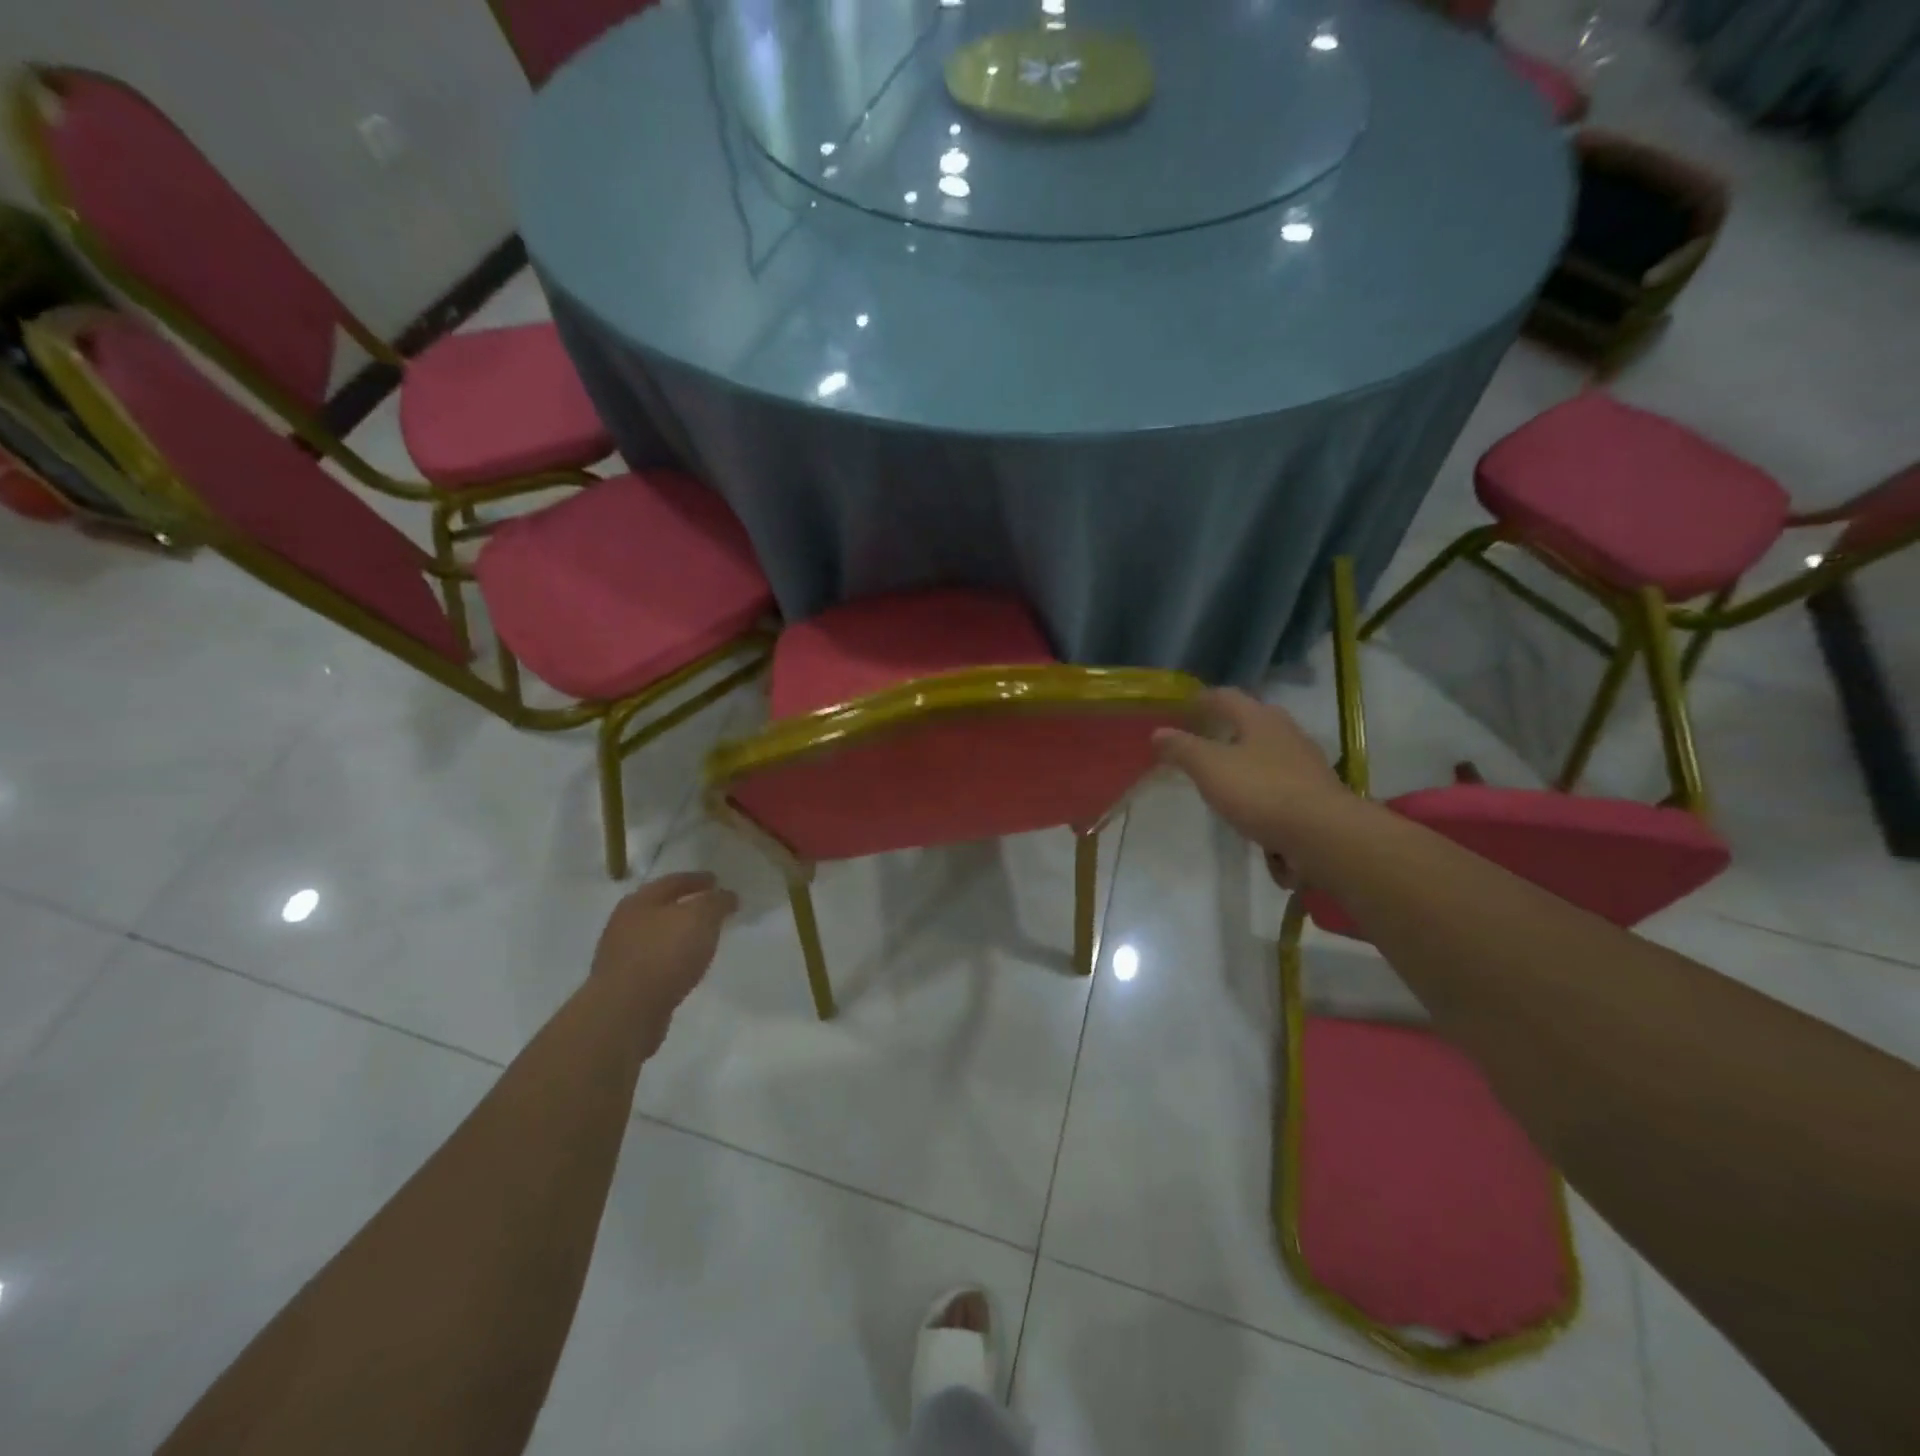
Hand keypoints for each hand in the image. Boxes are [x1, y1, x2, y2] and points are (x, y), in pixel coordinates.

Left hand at [591, 872, 738, 1031]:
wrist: (626, 1011)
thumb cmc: (664, 954)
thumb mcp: (700, 918)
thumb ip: (716, 902)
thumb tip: (727, 896)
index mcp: (640, 900)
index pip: (673, 881)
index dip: (698, 879)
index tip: (717, 881)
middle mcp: (625, 922)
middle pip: (661, 907)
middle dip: (686, 906)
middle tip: (711, 909)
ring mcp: (621, 954)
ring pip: (656, 935)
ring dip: (678, 934)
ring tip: (702, 939)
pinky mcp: (624, 983)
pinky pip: (655, 961)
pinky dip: (672, 958)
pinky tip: (685, 966)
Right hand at [1153, 689, 1351, 883]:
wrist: (1324, 835)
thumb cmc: (1261, 792)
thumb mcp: (1210, 768)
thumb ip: (1182, 748)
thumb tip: (1158, 732)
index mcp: (1260, 718)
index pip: (1226, 697)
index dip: (1203, 699)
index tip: (1183, 706)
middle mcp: (1287, 732)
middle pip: (1253, 720)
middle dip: (1228, 726)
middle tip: (1203, 736)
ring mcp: (1306, 763)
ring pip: (1268, 751)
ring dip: (1246, 757)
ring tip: (1224, 772)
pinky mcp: (1315, 792)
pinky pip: (1281, 782)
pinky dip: (1263, 786)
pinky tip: (1251, 805)